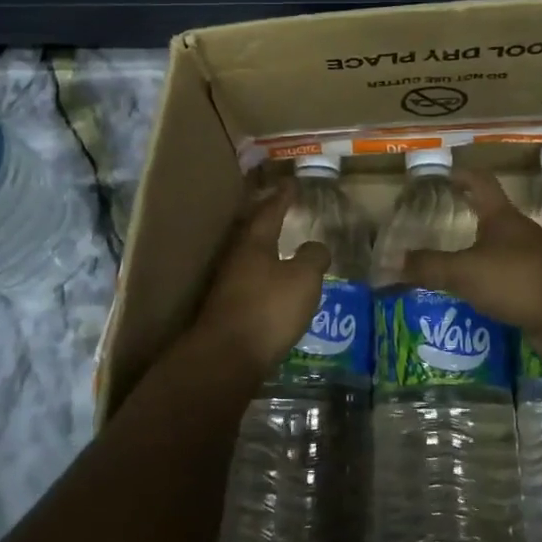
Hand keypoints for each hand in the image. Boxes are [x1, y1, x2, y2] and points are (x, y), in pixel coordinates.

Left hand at [194, 182, 329, 375]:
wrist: (226, 358)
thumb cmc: (268, 309)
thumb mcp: (303, 279)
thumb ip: (313, 258)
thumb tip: (315, 246)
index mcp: (254, 244)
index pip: (270, 212)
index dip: (282, 197)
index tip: (291, 183)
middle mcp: (237, 259)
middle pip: (253, 232)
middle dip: (268, 219)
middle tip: (282, 208)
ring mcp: (228, 286)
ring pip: (249, 258)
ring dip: (265, 249)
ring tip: (280, 246)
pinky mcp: (227, 311)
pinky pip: (249, 282)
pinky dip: (263, 276)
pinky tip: (273, 286)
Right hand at [397, 169, 541, 362]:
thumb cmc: (518, 277)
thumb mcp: (465, 271)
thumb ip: (430, 267)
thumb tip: (392, 263)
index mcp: (501, 218)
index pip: (481, 183)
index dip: (464, 175)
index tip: (447, 174)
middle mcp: (520, 234)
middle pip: (493, 219)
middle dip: (469, 223)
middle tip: (440, 232)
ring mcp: (535, 263)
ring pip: (502, 255)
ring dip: (480, 261)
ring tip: (453, 274)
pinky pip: (512, 285)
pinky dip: (494, 290)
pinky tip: (477, 305)